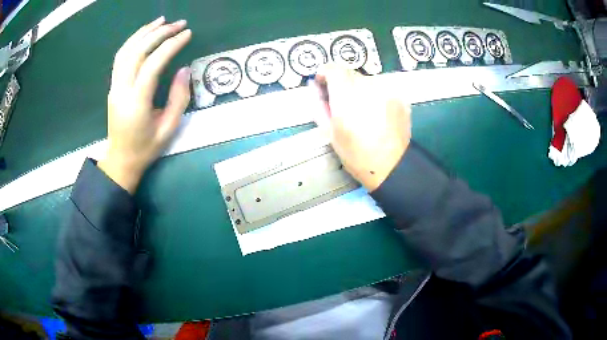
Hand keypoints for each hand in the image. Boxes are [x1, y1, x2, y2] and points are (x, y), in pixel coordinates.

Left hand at [99, 17, 191, 192]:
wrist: (120, 160)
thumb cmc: (146, 148)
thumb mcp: (169, 129)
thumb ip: (179, 98)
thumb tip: (184, 69)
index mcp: (137, 102)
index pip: (153, 64)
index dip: (171, 45)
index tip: (187, 34)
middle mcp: (122, 90)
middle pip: (138, 52)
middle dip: (159, 33)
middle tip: (178, 24)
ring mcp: (114, 87)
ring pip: (125, 51)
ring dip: (143, 32)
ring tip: (161, 21)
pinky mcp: (113, 86)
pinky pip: (120, 58)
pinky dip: (132, 41)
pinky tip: (144, 34)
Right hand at [313, 64, 411, 191]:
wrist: (391, 167)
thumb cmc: (356, 155)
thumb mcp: (330, 133)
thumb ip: (319, 106)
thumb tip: (315, 87)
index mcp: (347, 97)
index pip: (333, 69)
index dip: (326, 74)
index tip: (324, 84)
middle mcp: (368, 88)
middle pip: (350, 74)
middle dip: (343, 84)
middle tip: (343, 104)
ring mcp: (387, 91)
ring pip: (367, 80)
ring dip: (360, 90)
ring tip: (362, 111)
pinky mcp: (400, 97)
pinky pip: (382, 89)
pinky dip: (376, 96)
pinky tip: (376, 114)